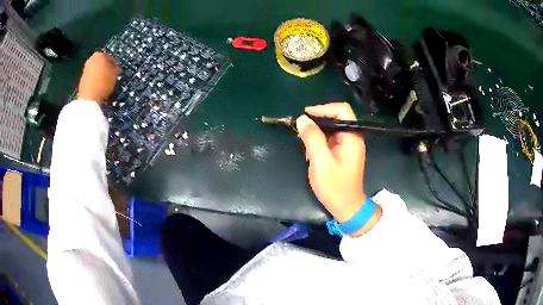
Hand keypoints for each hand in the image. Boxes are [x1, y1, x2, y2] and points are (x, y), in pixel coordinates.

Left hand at [77, 52, 119, 104]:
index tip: (118, 71)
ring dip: (101, 77)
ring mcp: (85, 71)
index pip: (110, 57)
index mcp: (99, 54)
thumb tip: (114, 68)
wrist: (88, 99)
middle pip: (101, 64)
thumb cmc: (103, 83)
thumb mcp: (115, 74)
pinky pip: (92, 80)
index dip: (115, 65)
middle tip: (112, 77)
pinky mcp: (82, 81)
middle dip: (106, 70)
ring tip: (106, 85)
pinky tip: (100, 89)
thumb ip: (115, 68)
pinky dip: (96, 83)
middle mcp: (90, 60)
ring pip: (96, 72)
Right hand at [296, 102, 379, 234]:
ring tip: (304, 145)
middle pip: (335, 118)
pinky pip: (328, 140)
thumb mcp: (321, 162)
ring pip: (330, 129)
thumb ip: (312, 139)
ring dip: (315, 134)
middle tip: (300, 131)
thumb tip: (302, 118)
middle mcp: (351, 137)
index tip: (306, 115)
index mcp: (351, 137)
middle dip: (316, 122)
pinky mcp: (341, 153)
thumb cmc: (335, 187)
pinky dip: (318, 143)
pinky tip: (310, 154)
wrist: (346, 207)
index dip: (324, 108)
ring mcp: (347, 146)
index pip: (342, 110)